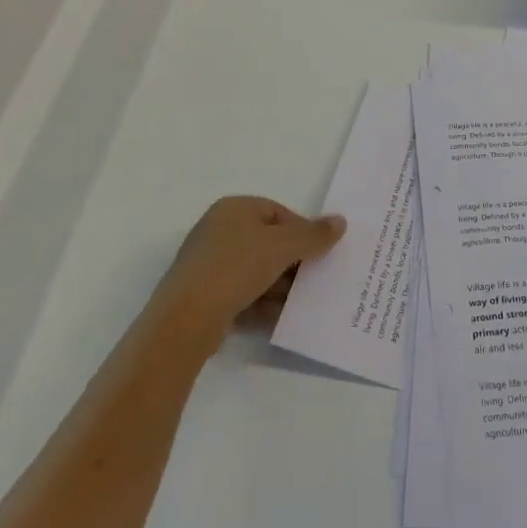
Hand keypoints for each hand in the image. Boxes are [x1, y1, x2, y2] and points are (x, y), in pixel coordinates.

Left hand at [151, 196, 344, 347]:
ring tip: (300, 303)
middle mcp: (218, 230)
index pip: (278, 213)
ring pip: (256, 271)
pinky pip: (242, 294)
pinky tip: (278, 319)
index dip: (302, 232)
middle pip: (268, 242)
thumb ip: (313, 234)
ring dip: (279, 286)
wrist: (186, 319)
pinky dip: (261, 304)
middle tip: (314, 279)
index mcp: (234, 208)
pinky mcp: (204, 296)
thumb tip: (340, 221)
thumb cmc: (236, 268)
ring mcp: (209, 264)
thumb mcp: (282, 246)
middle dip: (292, 262)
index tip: (318, 254)